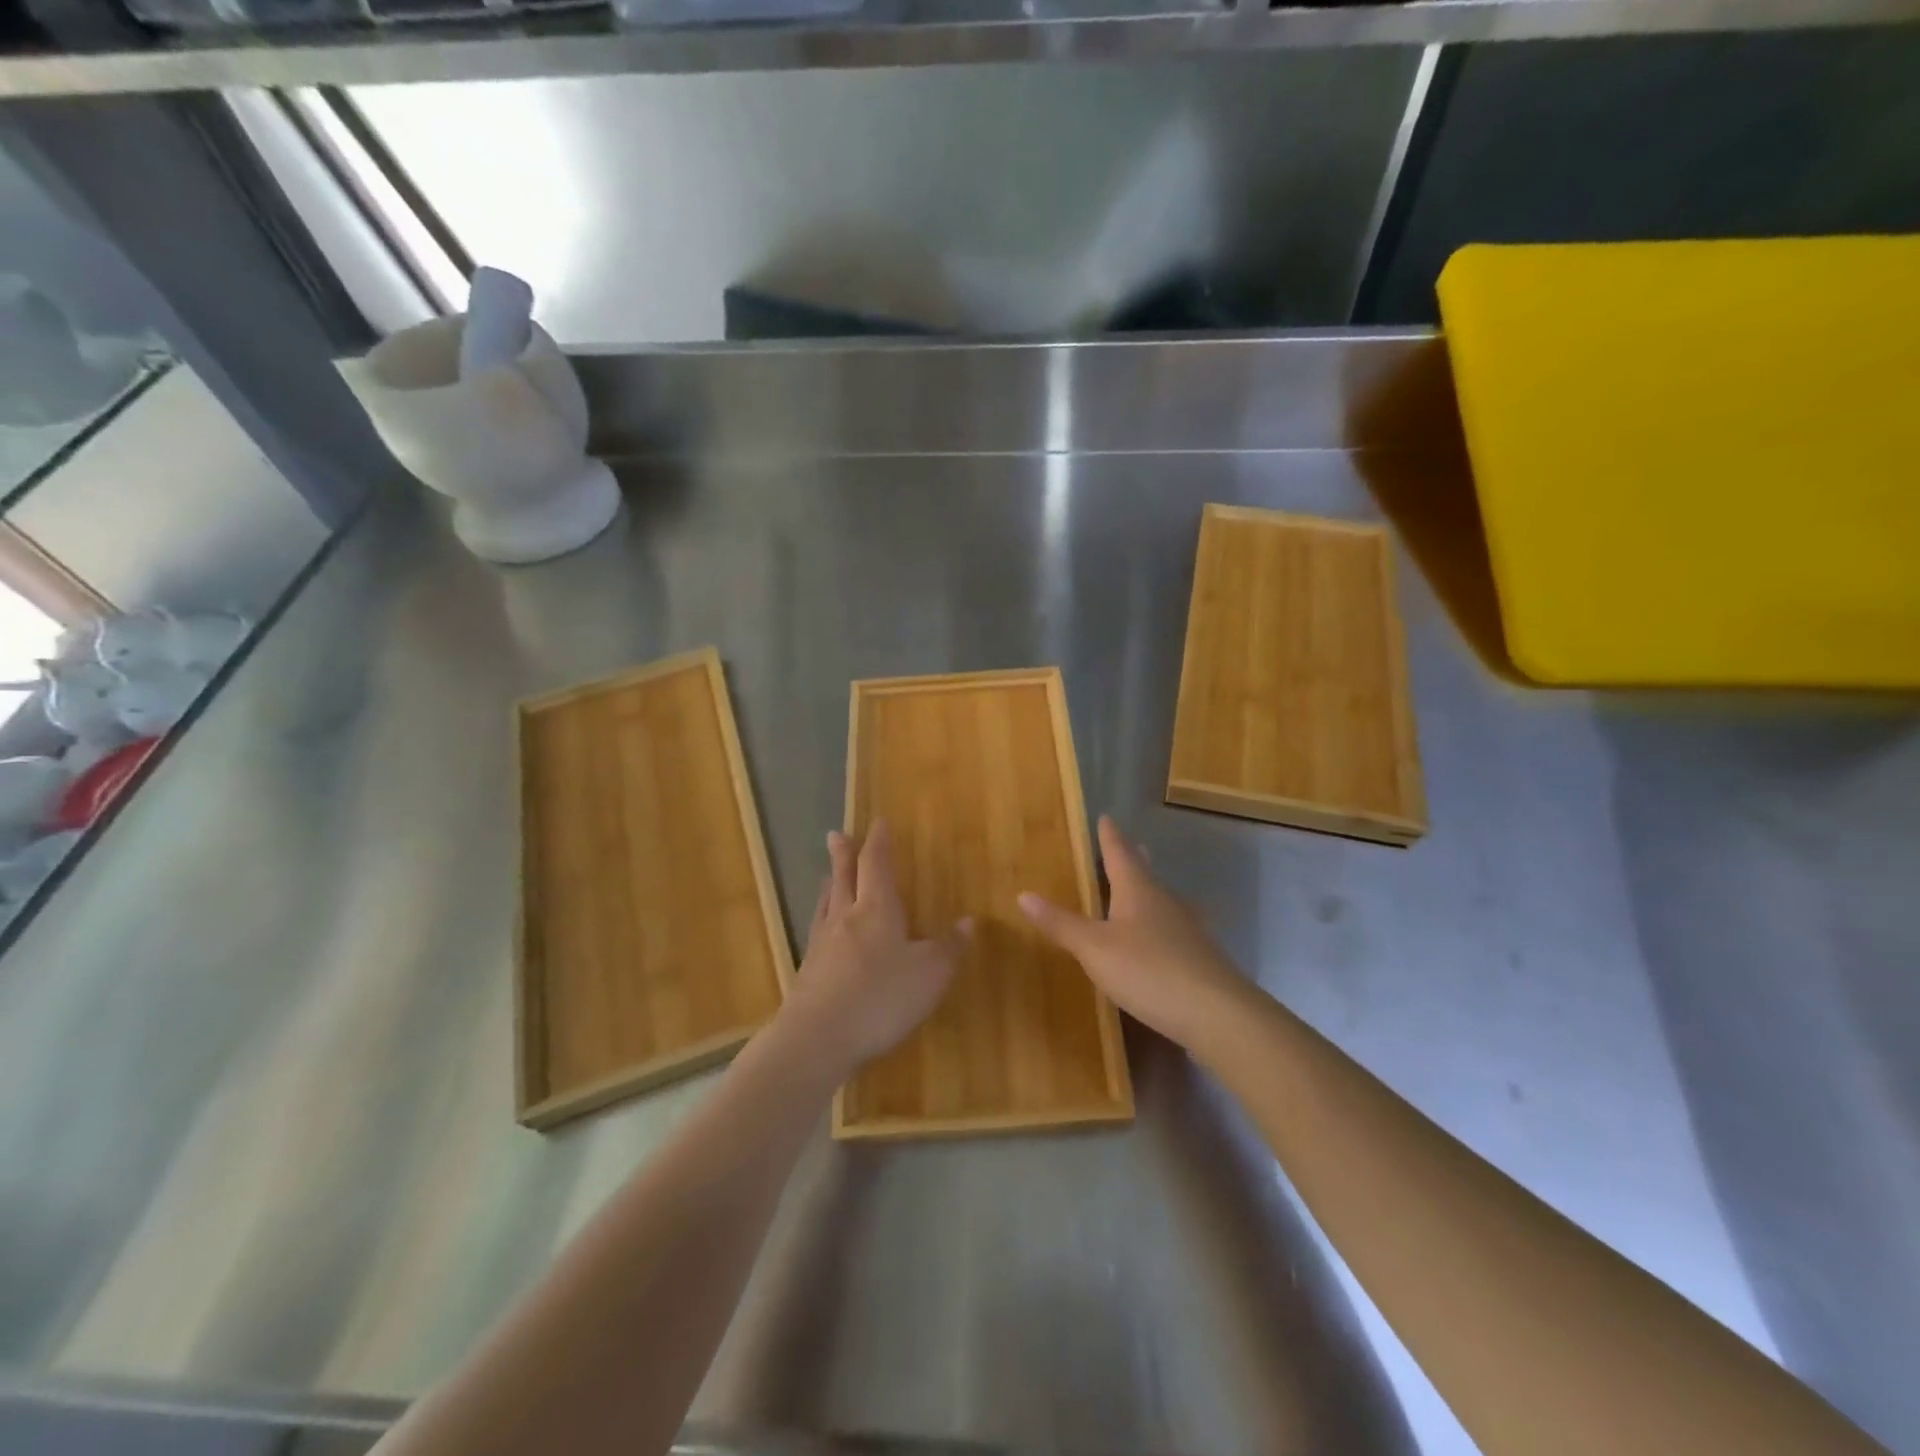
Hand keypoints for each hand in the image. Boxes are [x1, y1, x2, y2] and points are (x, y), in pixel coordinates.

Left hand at [780, 820, 966, 1074]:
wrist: (817, 1038)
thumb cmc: (881, 997)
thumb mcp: (929, 974)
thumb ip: (949, 947)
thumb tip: (968, 921)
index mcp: (876, 909)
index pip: (876, 864)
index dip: (879, 843)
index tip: (879, 823)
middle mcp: (846, 917)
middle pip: (843, 877)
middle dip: (844, 854)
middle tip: (836, 834)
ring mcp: (822, 944)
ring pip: (826, 902)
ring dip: (830, 884)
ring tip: (828, 875)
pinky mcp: (808, 971)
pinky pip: (817, 931)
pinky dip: (822, 918)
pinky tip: (823, 930)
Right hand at [1019, 815, 1246, 1049]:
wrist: (1217, 1014)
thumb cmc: (1148, 970)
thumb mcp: (1094, 949)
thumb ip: (1061, 924)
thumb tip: (1024, 894)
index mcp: (1138, 890)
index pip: (1120, 853)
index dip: (1110, 836)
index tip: (1106, 817)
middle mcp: (1166, 901)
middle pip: (1146, 872)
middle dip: (1133, 859)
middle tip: (1128, 846)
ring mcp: (1188, 928)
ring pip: (1163, 900)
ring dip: (1148, 891)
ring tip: (1138, 890)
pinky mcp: (1200, 957)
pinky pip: (1174, 928)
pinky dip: (1160, 924)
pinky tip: (1160, 939)